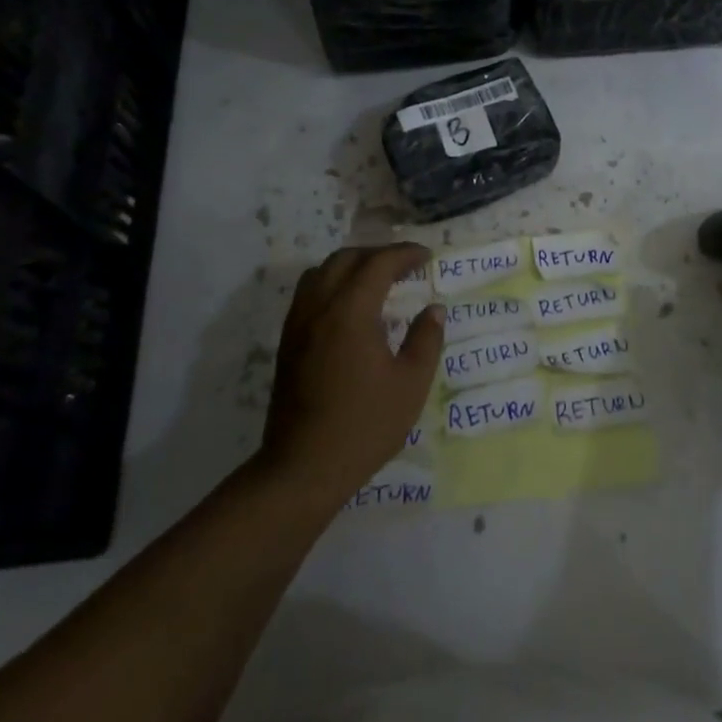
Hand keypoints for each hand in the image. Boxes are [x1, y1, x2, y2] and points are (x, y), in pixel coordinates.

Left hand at [260, 244, 444, 509]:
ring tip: (376, 281)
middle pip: (345, 259)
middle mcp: (319, 308)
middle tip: (405, 267)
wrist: (303, 467)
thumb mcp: (410, 384)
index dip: (405, 254)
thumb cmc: (365, 425)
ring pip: (321, 272)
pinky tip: (350, 309)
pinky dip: (332, 284)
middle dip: (377, 255)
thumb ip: (425, 339)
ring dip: (351, 266)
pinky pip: (308, 293)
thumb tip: (434, 310)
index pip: (378, 264)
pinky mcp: (287, 342)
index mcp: (350, 312)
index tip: (427, 256)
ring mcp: (297, 324)